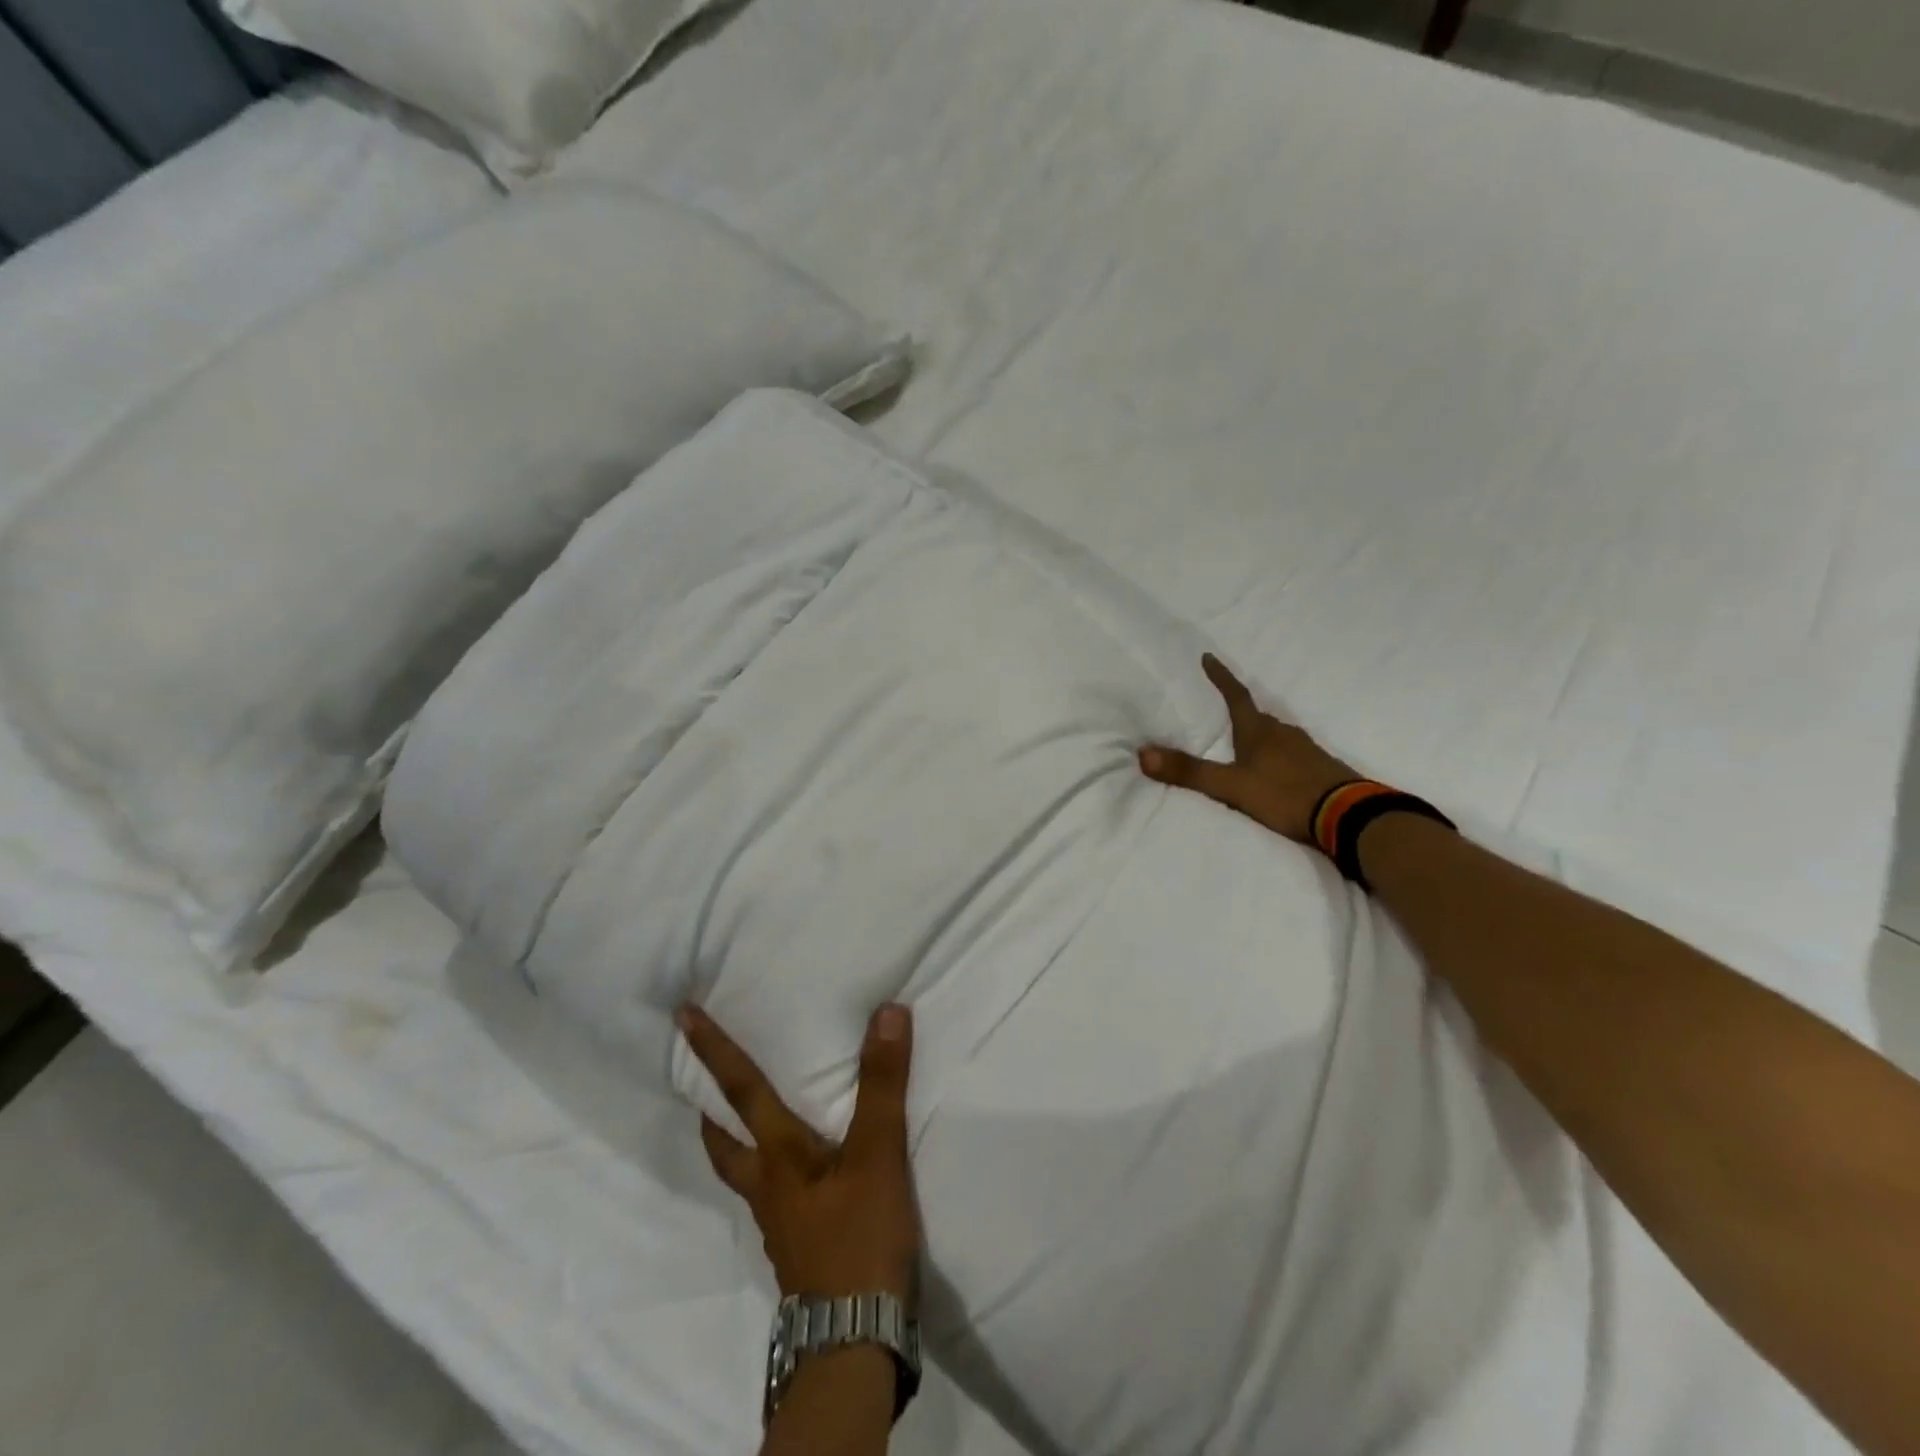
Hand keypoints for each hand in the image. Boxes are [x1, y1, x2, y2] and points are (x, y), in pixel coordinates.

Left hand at [679, 1003, 920, 1306]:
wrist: (855, 1342)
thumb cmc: (858, 1239)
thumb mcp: (877, 1154)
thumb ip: (881, 1084)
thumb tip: (886, 1012)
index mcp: (777, 1157)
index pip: (740, 1090)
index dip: (713, 1050)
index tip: (682, 1016)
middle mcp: (769, 1187)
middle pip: (725, 1145)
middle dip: (711, 1111)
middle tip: (705, 1087)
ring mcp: (782, 1223)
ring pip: (747, 1173)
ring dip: (739, 1143)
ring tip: (756, 1124)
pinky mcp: (802, 1249)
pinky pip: (778, 1197)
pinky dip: (777, 1173)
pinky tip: (806, 1177)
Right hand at [1139, 653, 1355, 844]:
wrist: (1347, 815)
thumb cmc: (1285, 794)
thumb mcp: (1231, 786)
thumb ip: (1189, 772)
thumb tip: (1142, 754)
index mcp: (1259, 731)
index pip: (1235, 695)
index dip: (1220, 677)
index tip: (1208, 657)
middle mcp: (1283, 733)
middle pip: (1256, 717)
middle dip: (1239, 714)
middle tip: (1223, 716)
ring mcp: (1306, 749)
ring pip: (1276, 736)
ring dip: (1259, 738)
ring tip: (1244, 749)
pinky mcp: (1321, 768)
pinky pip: (1292, 754)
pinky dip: (1277, 758)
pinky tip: (1275, 773)